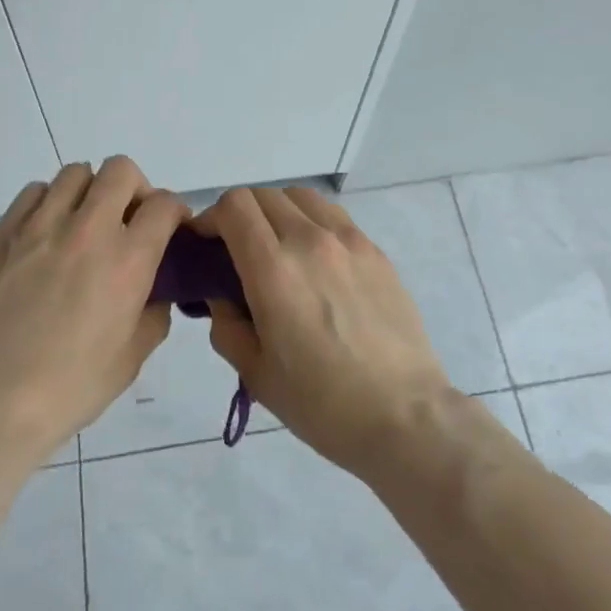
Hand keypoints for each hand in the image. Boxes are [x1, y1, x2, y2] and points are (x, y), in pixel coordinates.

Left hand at [0, 157, 187, 463]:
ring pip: (75, 173)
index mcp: (128, 260)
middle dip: (135, 188)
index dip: (175, 211)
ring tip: (84, 223)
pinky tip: (47, 233)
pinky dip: (49, 201)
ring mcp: (41, 226)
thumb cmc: (68, 388)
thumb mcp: (131, 359)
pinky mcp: (4, 233)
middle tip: (128, 219)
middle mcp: (88, 230)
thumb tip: (154, 292)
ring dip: (90, 191)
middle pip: (121, 170)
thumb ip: (153, 314)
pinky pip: (34, 192)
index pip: (164, 204)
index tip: (170, 228)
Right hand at [193, 186, 454, 478]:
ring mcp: (349, 241)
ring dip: (278, 212)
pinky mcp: (376, 251)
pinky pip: (334, 217)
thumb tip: (222, 296)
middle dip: (241, 215)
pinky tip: (317, 262)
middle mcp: (310, 241)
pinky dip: (312, 223)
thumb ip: (226, 324)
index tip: (207, 245)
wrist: (403, 415)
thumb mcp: (256, 373)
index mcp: (274, 269)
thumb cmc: (322, 403)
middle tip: (238, 251)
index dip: (211, 218)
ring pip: (301, 197)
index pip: (234, 206)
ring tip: (279, 248)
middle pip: (264, 195)